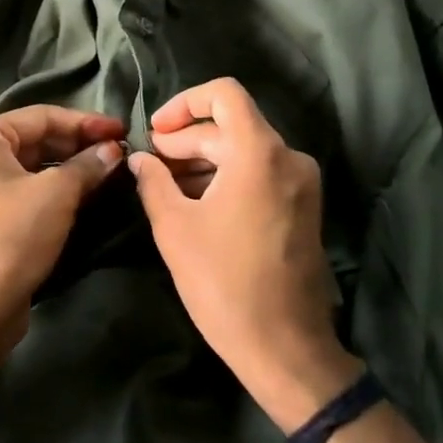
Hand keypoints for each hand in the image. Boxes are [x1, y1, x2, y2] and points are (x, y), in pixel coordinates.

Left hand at [0, 105, 125, 392]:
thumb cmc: (11, 238)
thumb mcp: (56, 195)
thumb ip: (87, 165)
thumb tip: (113, 150)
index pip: (43, 116)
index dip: (86, 121)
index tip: (122, 130)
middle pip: (38, 139)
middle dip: (79, 144)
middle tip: (120, 152)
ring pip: (35, 167)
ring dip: (72, 167)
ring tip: (110, 171)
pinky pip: (28, 191)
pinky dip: (57, 189)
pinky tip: (87, 195)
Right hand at [128, 79, 360, 431]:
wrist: (286, 348)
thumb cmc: (224, 284)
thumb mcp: (175, 228)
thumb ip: (153, 182)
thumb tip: (140, 159)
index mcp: (260, 152)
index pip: (224, 94)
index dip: (184, 103)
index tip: (156, 131)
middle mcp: (288, 157)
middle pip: (231, 126)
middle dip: (187, 139)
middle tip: (151, 163)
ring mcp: (301, 183)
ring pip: (245, 151)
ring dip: (205, 160)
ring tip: (166, 184)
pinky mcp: (303, 207)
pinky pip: (261, 174)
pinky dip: (228, 178)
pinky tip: (196, 202)